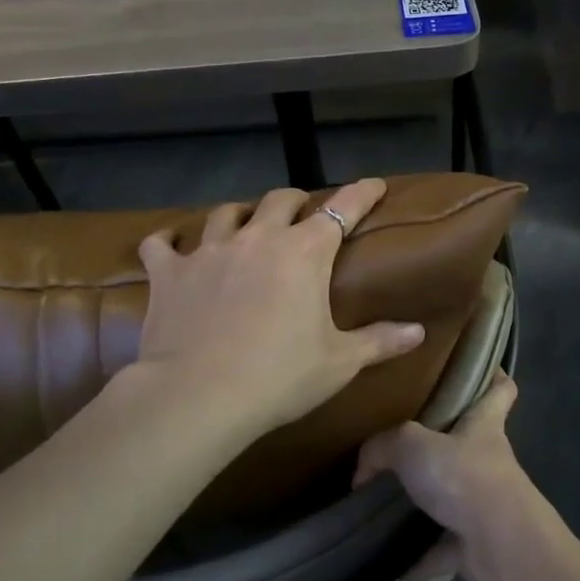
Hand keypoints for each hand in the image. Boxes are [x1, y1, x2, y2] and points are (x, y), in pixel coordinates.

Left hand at [127, 179, 425, 436]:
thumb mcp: (339, 363)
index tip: (375, 184)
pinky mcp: (170, 273)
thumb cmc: (279, 377)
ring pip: (226, 212)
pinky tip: (168, 243)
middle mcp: (258, 238)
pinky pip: (161, 245)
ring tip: (245, 222)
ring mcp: (209, 251)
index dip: (362, 193)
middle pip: (280, 200)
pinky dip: (167, 241)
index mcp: (304, 253)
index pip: (343, 208)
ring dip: (240, 214)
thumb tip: (418, 332)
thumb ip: (380, 341)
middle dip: (296, 201)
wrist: (198, 397)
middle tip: (302, 215)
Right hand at [354, 371, 540, 580]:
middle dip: (444, 443)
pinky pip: (442, 547)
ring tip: (388, 499)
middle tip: (405, 440)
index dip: (492, 375)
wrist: (499, 544)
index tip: (479, 367)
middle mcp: (489, 459)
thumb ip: (383, 447)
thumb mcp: (412, 446)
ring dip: (428, 502)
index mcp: (483, 424)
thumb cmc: (464, 476)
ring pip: (455, 496)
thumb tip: (362, 470)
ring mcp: (486, 503)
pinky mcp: (477, 544)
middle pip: (471, 442)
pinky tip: (392, 559)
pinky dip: (421, 554)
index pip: (499, 388)